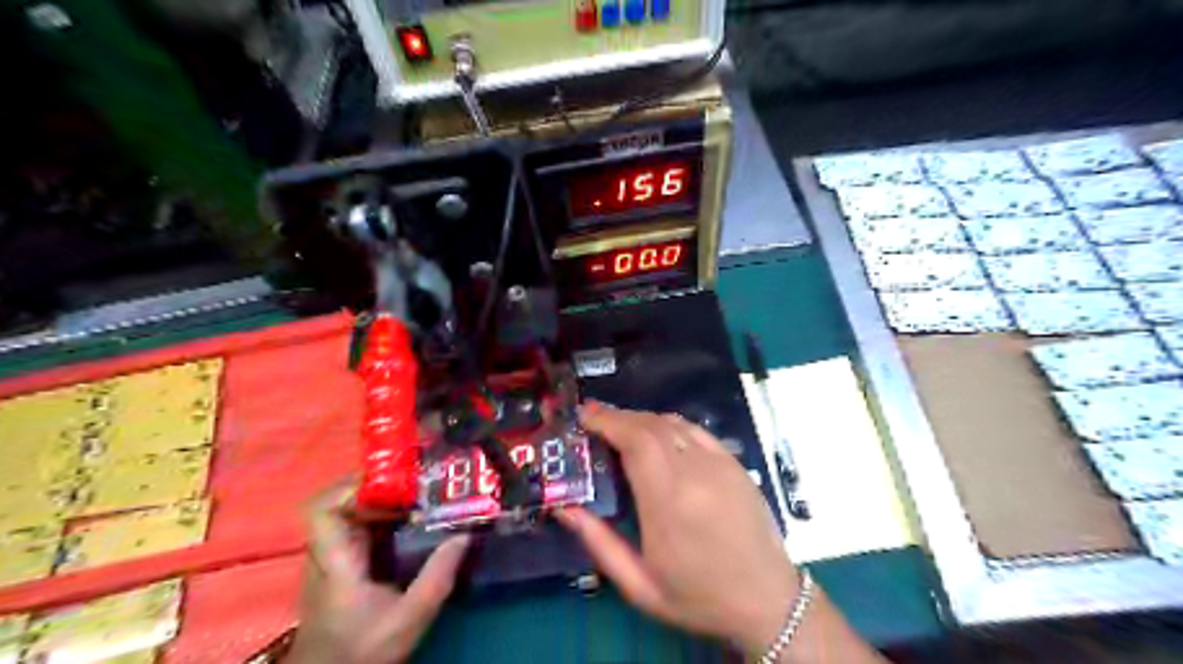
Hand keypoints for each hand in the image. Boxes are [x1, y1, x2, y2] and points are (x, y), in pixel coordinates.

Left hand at [287, 482, 472, 663]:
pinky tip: (408, 524)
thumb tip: (464, 535)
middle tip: (414, 483)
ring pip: (348, 515)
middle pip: (339, 504)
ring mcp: (330, 562)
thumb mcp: (409, 617)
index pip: (322, 511)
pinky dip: (380, 520)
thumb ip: (437, 576)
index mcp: (336, 563)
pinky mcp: (339, 570)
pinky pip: (356, 531)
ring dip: (380, 502)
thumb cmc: (363, 650)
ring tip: (417, 497)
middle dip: (377, 487)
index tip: (390, 480)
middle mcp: (326, 555)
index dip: (350, 487)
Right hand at [552, 405, 794, 654]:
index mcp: (669, 502)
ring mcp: (719, 464)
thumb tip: (565, 508)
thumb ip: (599, 543)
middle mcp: (695, 473)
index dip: (608, 421)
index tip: (584, 416)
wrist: (768, 600)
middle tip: (593, 418)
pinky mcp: (735, 463)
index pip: (635, 442)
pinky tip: (658, 435)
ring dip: (642, 419)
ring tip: (620, 427)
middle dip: (618, 416)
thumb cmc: (698, 597)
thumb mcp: (639, 585)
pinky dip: (670, 425)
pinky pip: (696, 430)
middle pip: (651, 425)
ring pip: (673, 423)